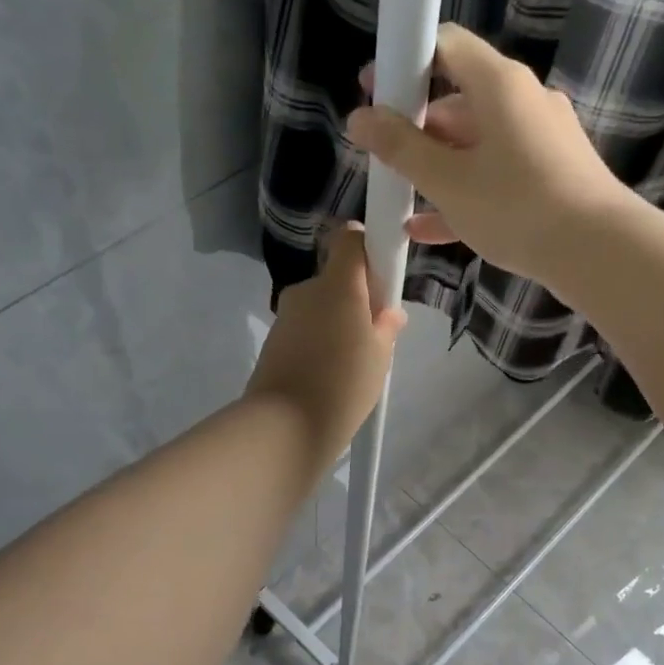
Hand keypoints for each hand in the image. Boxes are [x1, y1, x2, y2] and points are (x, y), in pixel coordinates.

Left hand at [244, 224, 405, 464]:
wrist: (286, 425)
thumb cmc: (344, 383)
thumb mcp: (380, 356)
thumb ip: (387, 327)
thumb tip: (389, 312)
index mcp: (338, 284)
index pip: (350, 239)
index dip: (368, 248)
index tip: (382, 277)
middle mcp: (307, 290)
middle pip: (336, 279)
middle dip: (356, 299)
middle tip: (374, 336)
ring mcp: (286, 315)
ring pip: (320, 307)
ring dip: (336, 324)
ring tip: (351, 365)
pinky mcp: (274, 341)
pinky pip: (305, 330)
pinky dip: (319, 343)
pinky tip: (329, 375)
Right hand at [345, 23, 631, 286]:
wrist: (597, 251)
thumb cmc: (516, 207)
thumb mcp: (449, 181)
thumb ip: (400, 148)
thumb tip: (359, 118)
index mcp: (499, 84)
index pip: (445, 45)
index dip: (404, 63)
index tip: (374, 90)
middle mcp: (525, 100)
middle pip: (460, 99)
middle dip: (418, 128)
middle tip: (385, 157)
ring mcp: (543, 139)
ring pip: (478, 144)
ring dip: (439, 167)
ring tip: (402, 196)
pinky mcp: (554, 175)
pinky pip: (499, 174)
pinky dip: (467, 191)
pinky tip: (430, 228)